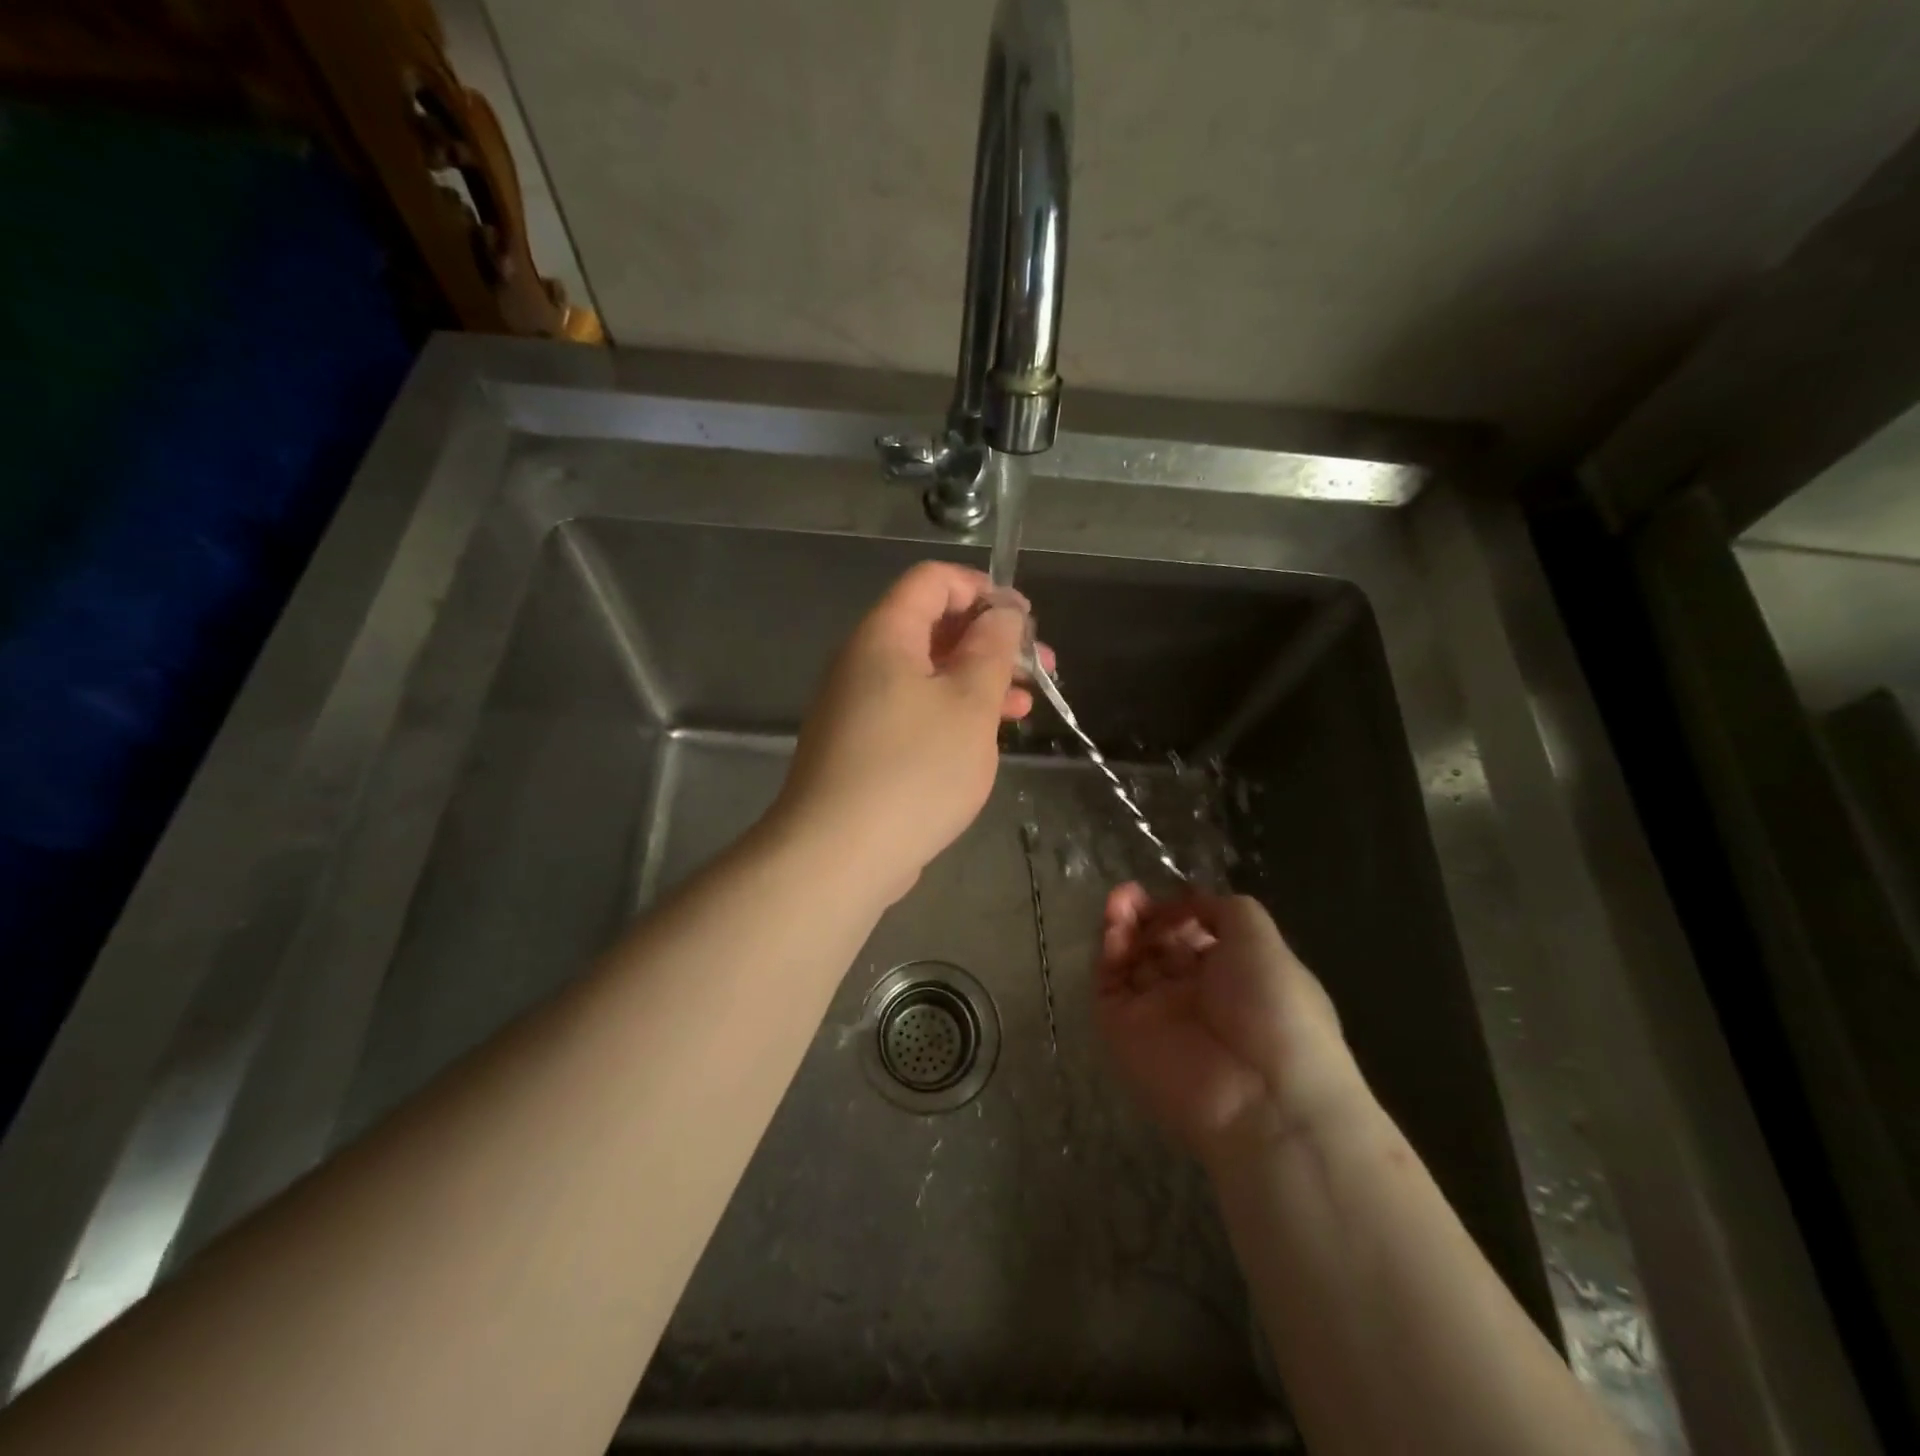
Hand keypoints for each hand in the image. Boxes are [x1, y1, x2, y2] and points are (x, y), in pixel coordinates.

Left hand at [772, 562, 1039, 902]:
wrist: (838, 855)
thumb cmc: (914, 769)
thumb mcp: (970, 703)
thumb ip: (992, 649)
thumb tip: (1004, 610)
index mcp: (885, 635)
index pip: (932, 581)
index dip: (983, 590)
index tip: (1025, 623)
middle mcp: (865, 662)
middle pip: (933, 628)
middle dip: (991, 642)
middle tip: (1041, 670)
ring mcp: (859, 706)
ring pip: (928, 675)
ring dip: (978, 682)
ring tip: (1025, 708)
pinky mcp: (863, 747)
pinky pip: (913, 711)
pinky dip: (952, 714)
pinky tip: (985, 739)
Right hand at [1096, 885, 1370, 1166]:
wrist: (1261, 1097)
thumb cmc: (1274, 1009)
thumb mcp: (1262, 940)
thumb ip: (1223, 909)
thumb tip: (1188, 906)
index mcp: (1233, 975)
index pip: (1194, 935)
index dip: (1180, 911)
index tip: (1172, 897)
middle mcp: (1192, 993)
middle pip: (1157, 943)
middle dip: (1145, 914)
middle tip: (1131, 895)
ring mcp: (1155, 1012)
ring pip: (1128, 960)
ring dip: (1121, 925)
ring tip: (1119, 902)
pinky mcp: (1121, 1029)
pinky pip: (1107, 985)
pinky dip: (1107, 954)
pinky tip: (1114, 930)